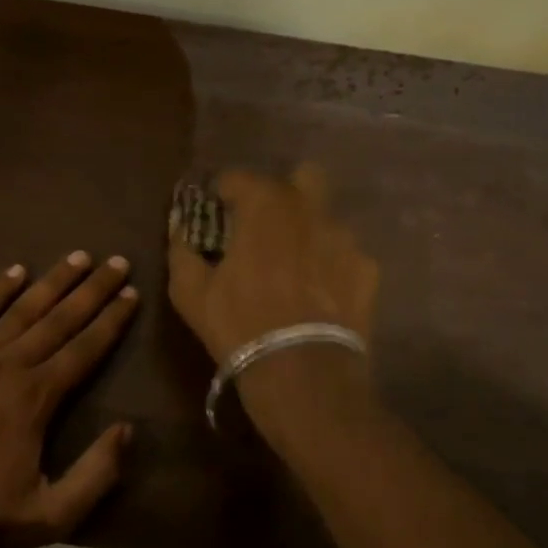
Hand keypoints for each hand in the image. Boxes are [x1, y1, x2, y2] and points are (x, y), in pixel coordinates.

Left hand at [0, 252, 139, 547]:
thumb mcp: (51, 516)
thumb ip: (95, 475)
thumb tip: (126, 430)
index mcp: (36, 399)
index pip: (85, 349)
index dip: (111, 321)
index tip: (132, 294)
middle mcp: (8, 367)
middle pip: (59, 320)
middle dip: (92, 289)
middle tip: (117, 261)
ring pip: (20, 311)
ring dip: (51, 282)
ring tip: (78, 257)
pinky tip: (14, 272)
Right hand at [166, 165, 378, 366]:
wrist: (302, 370)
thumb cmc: (239, 323)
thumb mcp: (190, 292)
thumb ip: (181, 251)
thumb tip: (179, 229)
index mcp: (264, 206)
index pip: (239, 178)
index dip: (223, 192)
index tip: (215, 211)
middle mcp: (311, 210)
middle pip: (302, 177)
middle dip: (282, 193)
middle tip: (264, 225)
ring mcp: (346, 238)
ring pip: (326, 219)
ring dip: (308, 232)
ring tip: (294, 267)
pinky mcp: (368, 270)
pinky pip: (345, 256)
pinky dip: (331, 266)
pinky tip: (319, 293)